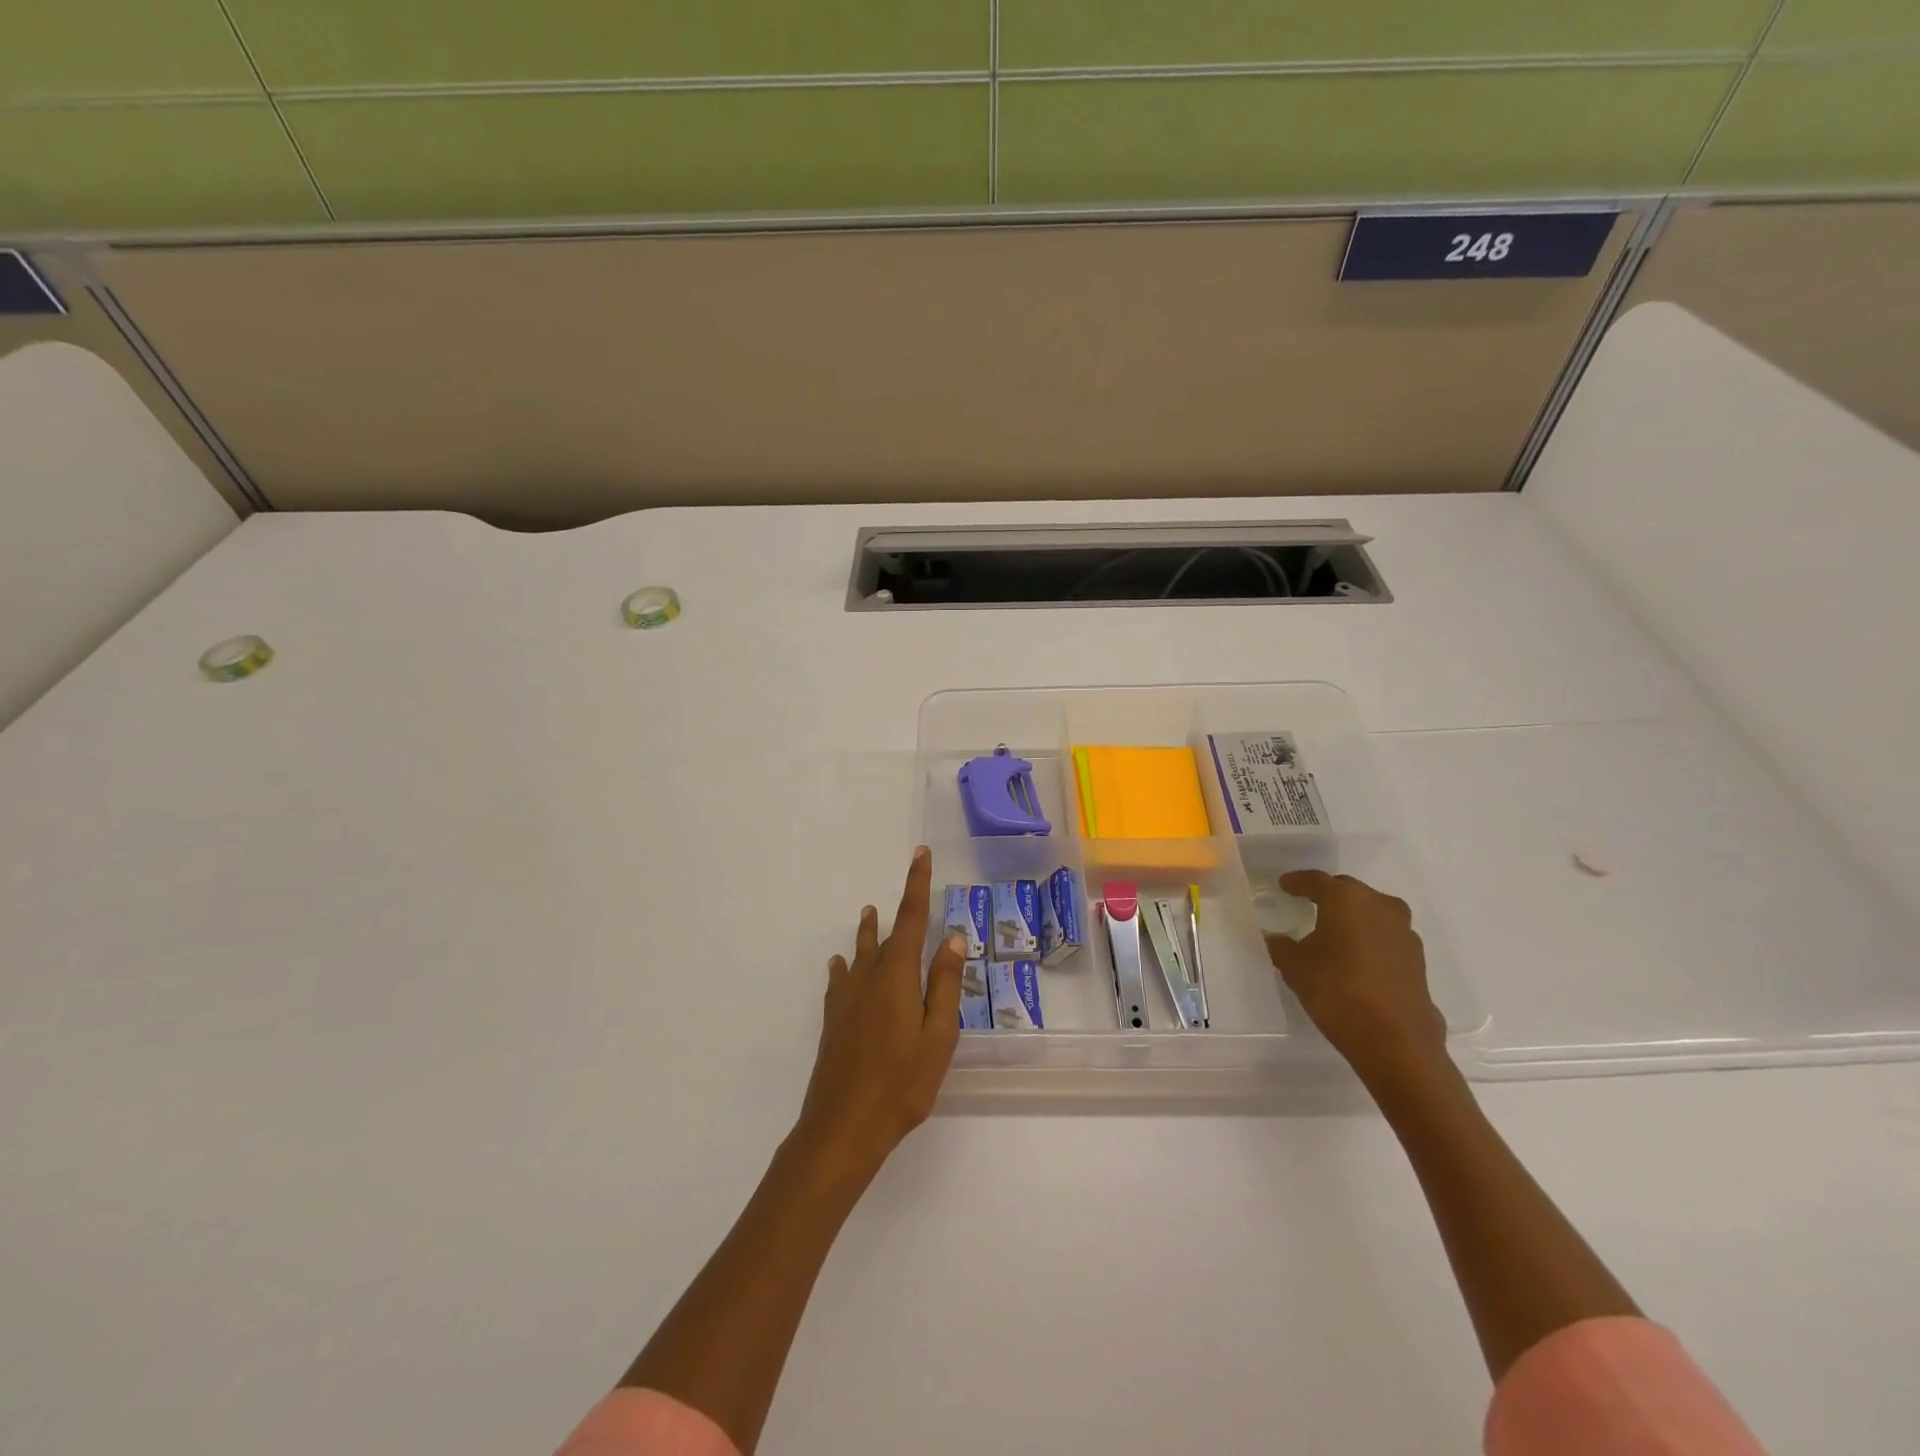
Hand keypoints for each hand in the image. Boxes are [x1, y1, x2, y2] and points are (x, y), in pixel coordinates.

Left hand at [792, 846, 965, 1182]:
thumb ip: (945, 985)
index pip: (910, 918)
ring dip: (867, 932)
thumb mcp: (938, 1036)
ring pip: (860, 954)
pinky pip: (840, 981)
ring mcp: (847, 999)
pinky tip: (838, 965)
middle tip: (910, 888)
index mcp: (897, 976)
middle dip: (899, 910)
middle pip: (886, 935)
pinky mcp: (834, 1021)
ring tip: (867, 913)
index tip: (920, 854)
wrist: (842, 1128)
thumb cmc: (901, 1083)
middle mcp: (868, 978)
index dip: (916, 884)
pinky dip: (844, 966)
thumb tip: (951, 937)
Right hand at [1263, 870, 1446, 1082]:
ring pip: (1372, 912)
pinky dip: (1369, 938)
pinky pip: (1385, 936)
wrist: (1396, 1042)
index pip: (1316, 881)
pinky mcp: (1416, 959)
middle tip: (1307, 903)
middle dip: (1327, 896)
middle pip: (1348, 892)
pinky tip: (1356, 957)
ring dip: (1353, 917)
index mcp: (1346, 899)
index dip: (1297, 882)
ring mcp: (1404, 932)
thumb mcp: (1295, 967)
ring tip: (1333, 931)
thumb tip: (1275, 938)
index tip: (1283, 885)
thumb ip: (1281, 946)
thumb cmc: (1337, 992)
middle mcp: (1380, 906)